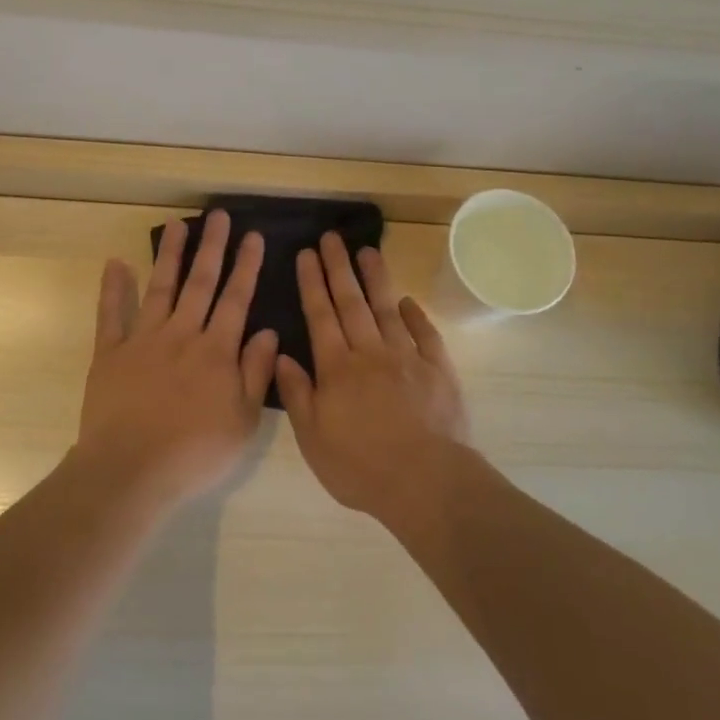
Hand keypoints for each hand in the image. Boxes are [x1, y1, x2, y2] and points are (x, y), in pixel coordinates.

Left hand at [75, 210, 277, 510]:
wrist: (130, 471)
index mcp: (216, 351)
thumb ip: (256, 372)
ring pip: (160, 288)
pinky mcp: (110, 353)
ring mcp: (143, 340)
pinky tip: (116, 263)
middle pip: (200, 283)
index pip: (236, 299)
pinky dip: (113, 288)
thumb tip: (269, 331)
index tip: (254, 236)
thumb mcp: (243, 421)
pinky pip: (110, 314)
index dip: (247, 266)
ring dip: (171, 255)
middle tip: (219, 215)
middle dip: (213, 247)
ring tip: (178, 224)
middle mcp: (181, 334)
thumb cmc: (194, 453)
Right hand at [275, 234, 470, 525]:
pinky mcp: (438, 369)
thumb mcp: (313, 439)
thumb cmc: (361, 466)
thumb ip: (297, 394)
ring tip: (367, 251)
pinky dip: (416, 315)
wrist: (425, 481)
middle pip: (351, 302)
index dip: (312, 283)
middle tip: (332, 238)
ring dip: (376, 279)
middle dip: (339, 268)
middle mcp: (370, 352)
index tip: (307, 254)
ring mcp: (406, 357)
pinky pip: (425, 334)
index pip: (320, 316)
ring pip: (387, 309)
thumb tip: (282, 355)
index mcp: (337, 368)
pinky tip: (408, 300)